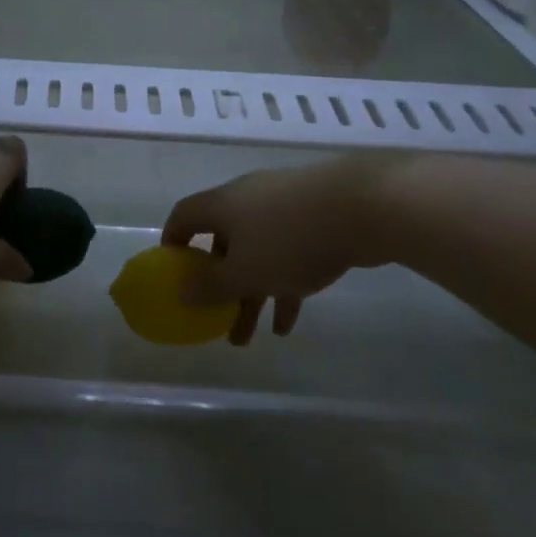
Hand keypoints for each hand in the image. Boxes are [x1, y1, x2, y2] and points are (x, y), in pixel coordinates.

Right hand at [161, 157, 405, 344]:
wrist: (362, 207)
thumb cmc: (289, 239)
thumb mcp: (244, 272)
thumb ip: (210, 286)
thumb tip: (179, 292)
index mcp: (222, 205)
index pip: (183, 217)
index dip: (173, 244)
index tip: (173, 274)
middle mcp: (246, 200)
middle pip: (222, 243)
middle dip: (219, 285)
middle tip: (217, 321)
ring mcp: (282, 207)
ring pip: (257, 253)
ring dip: (251, 293)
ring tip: (252, 336)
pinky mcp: (314, 217)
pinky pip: (287, 253)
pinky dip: (282, 283)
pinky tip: (288, 321)